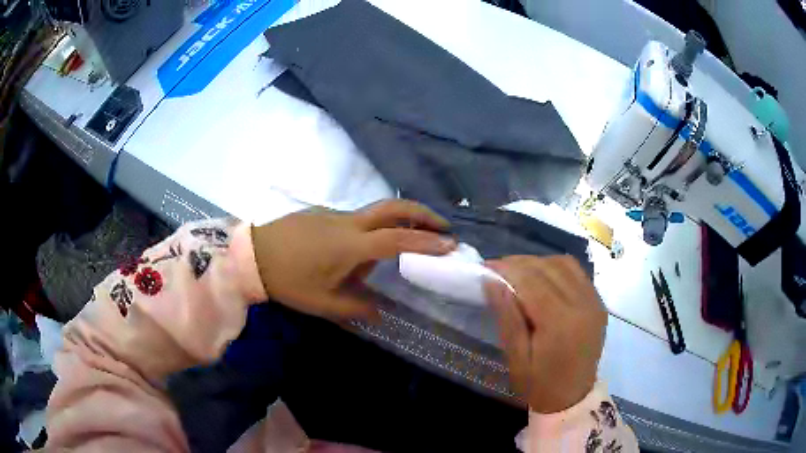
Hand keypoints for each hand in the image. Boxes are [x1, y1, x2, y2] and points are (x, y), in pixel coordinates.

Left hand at [252, 199, 454, 320]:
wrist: (252, 255)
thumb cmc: (288, 281)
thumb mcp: (323, 303)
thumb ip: (356, 308)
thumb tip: (380, 310)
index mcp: (352, 245)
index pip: (399, 239)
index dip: (427, 242)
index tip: (450, 244)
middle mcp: (349, 223)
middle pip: (394, 207)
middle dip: (423, 214)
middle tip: (443, 226)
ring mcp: (335, 214)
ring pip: (376, 211)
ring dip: (400, 220)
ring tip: (411, 239)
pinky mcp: (323, 212)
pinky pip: (356, 217)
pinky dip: (374, 226)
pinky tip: (366, 247)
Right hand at [485, 255, 606, 412]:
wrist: (573, 398)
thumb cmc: (539, 385)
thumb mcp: (516, 358)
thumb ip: (507, 317)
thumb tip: (492, 281)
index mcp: (560, 322)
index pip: (531, 281)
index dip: (507, 269)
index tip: (486, 266)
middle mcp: (582, 304)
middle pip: (547, 268)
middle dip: (519, 263)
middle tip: (498, 268)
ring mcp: (594, 301)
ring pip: (564, 264)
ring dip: (539, 262)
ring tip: (518, 271)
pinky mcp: (598, 303)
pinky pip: (577, 273)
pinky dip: (557, 268)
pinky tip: (542, 277)